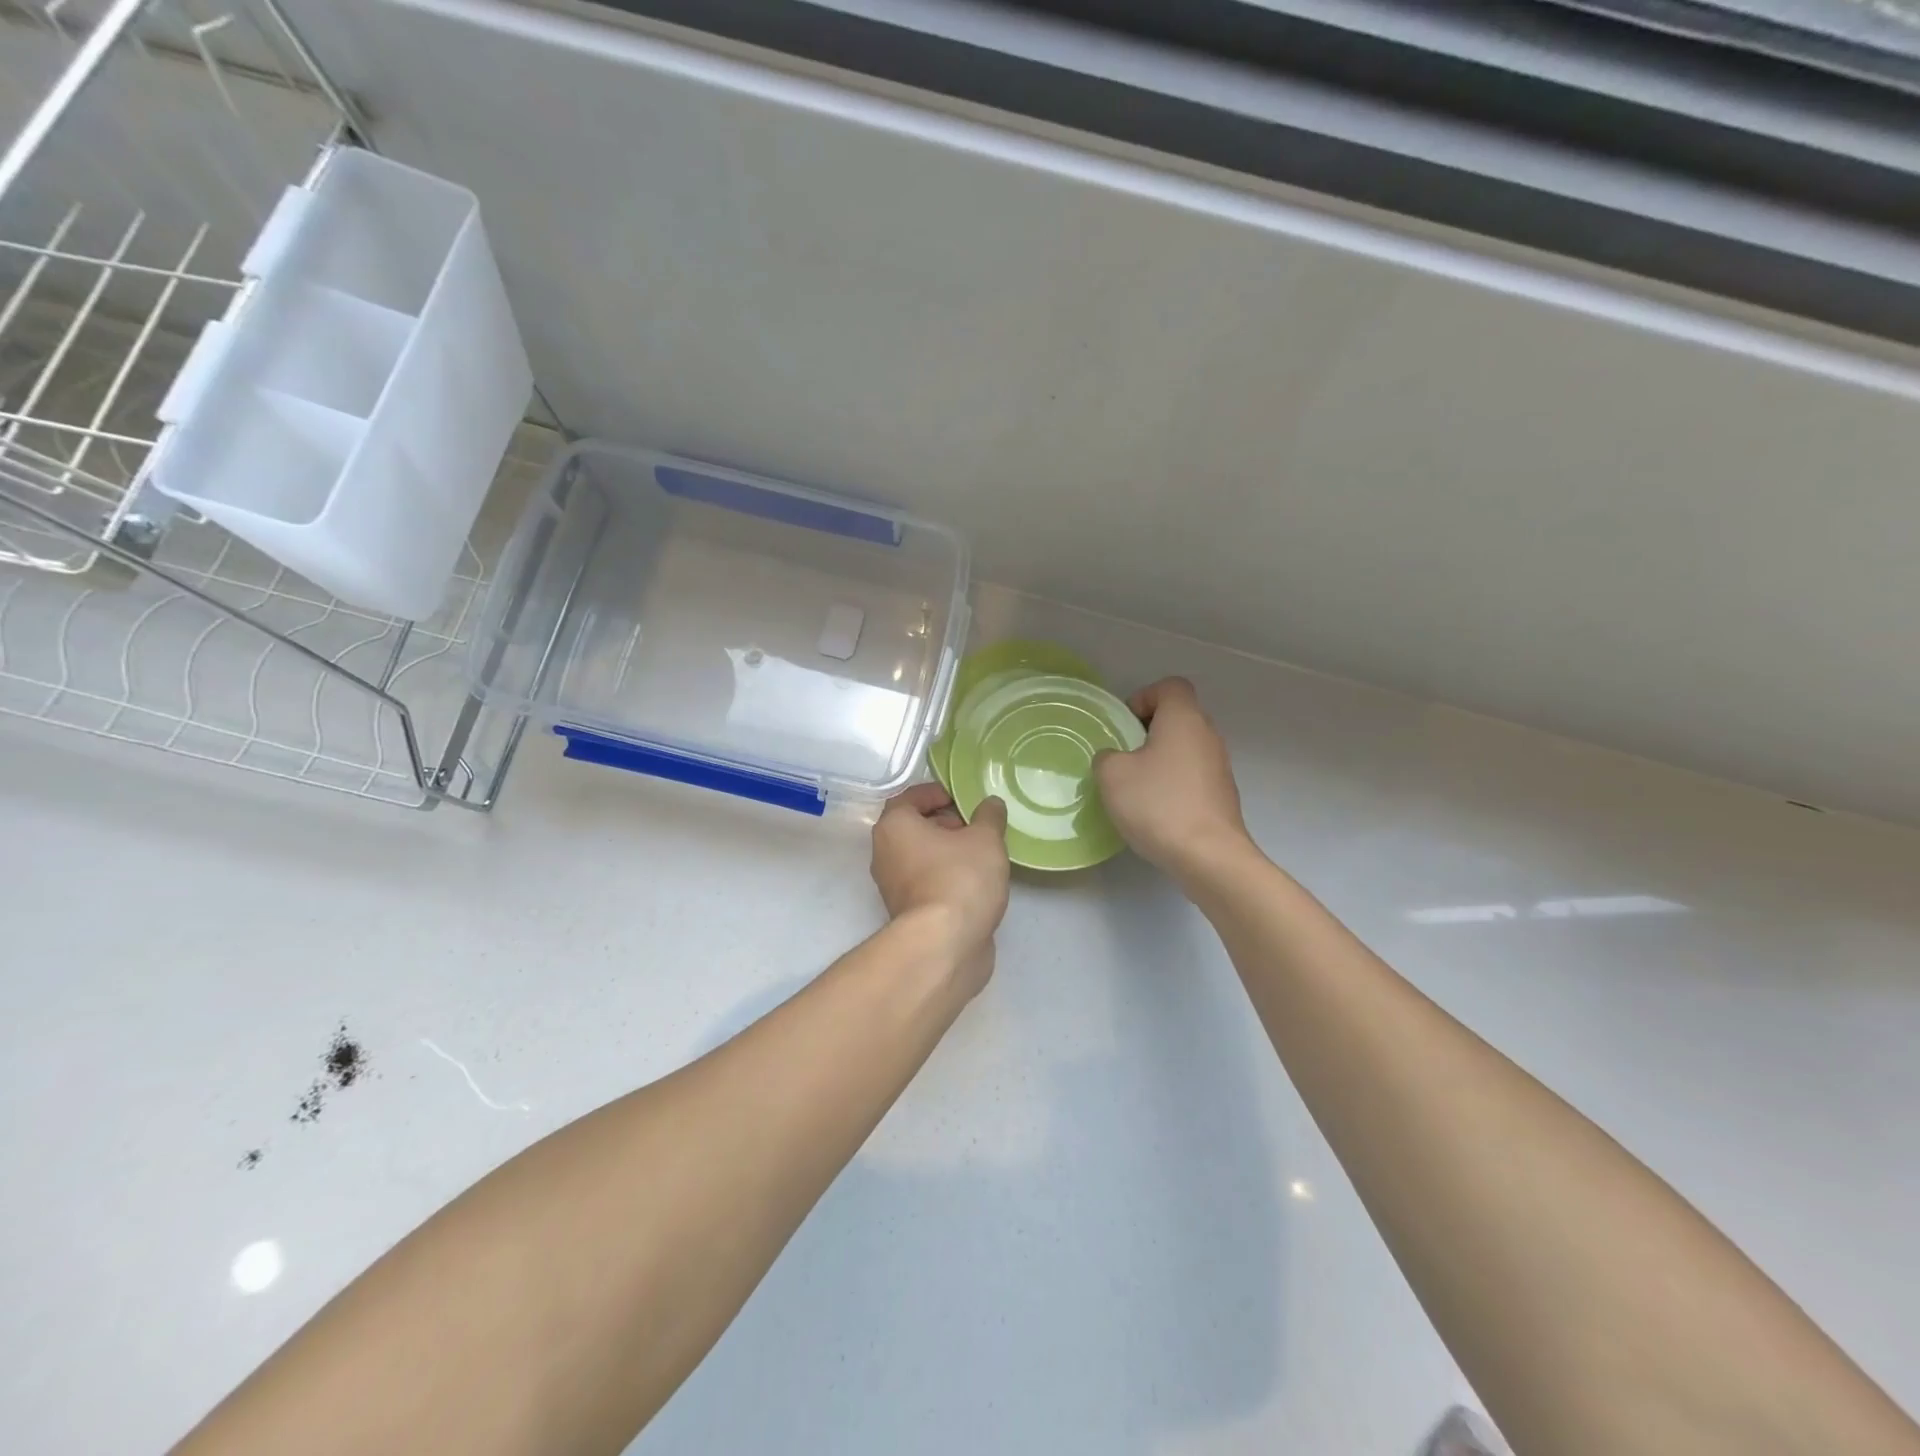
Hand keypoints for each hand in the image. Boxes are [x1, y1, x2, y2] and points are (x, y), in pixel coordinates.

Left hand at [871, 783, 1010, 992]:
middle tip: (976, 826)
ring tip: (981, 854)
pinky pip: (925, 882)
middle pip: (913, 827)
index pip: (910, 797)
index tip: (963, 799)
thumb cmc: (960, 879)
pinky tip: (974, 882)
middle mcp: (884, 852)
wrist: (944, 945)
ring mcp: (892, 886)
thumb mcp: (985, 838)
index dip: (937, 793)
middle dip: (944, 822)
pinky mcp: (906, 912)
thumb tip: (990, 804)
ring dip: (946, 851)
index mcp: (894, 826)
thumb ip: (989, 816)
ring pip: (920, 856)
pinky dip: (945, 876)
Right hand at [1094, 677, 1252, 881]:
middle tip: (1123, 756)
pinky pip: (1193, 776)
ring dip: (1161, 760)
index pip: (1170, 687)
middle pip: (1178, 717)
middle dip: (1148, 731)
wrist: (1208, 856)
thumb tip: (1115, 758)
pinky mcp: (1222, 795)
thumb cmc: (1158, 804)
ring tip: (1136, 787)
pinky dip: (1174, 784)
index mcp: (1184, 719)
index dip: (1144, 697)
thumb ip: (1106, 756)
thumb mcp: (1112, 775)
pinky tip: (1156, 811)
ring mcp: (1220, 766)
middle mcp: (1208, 735)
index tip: (1124, 725)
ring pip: (1185, 748)